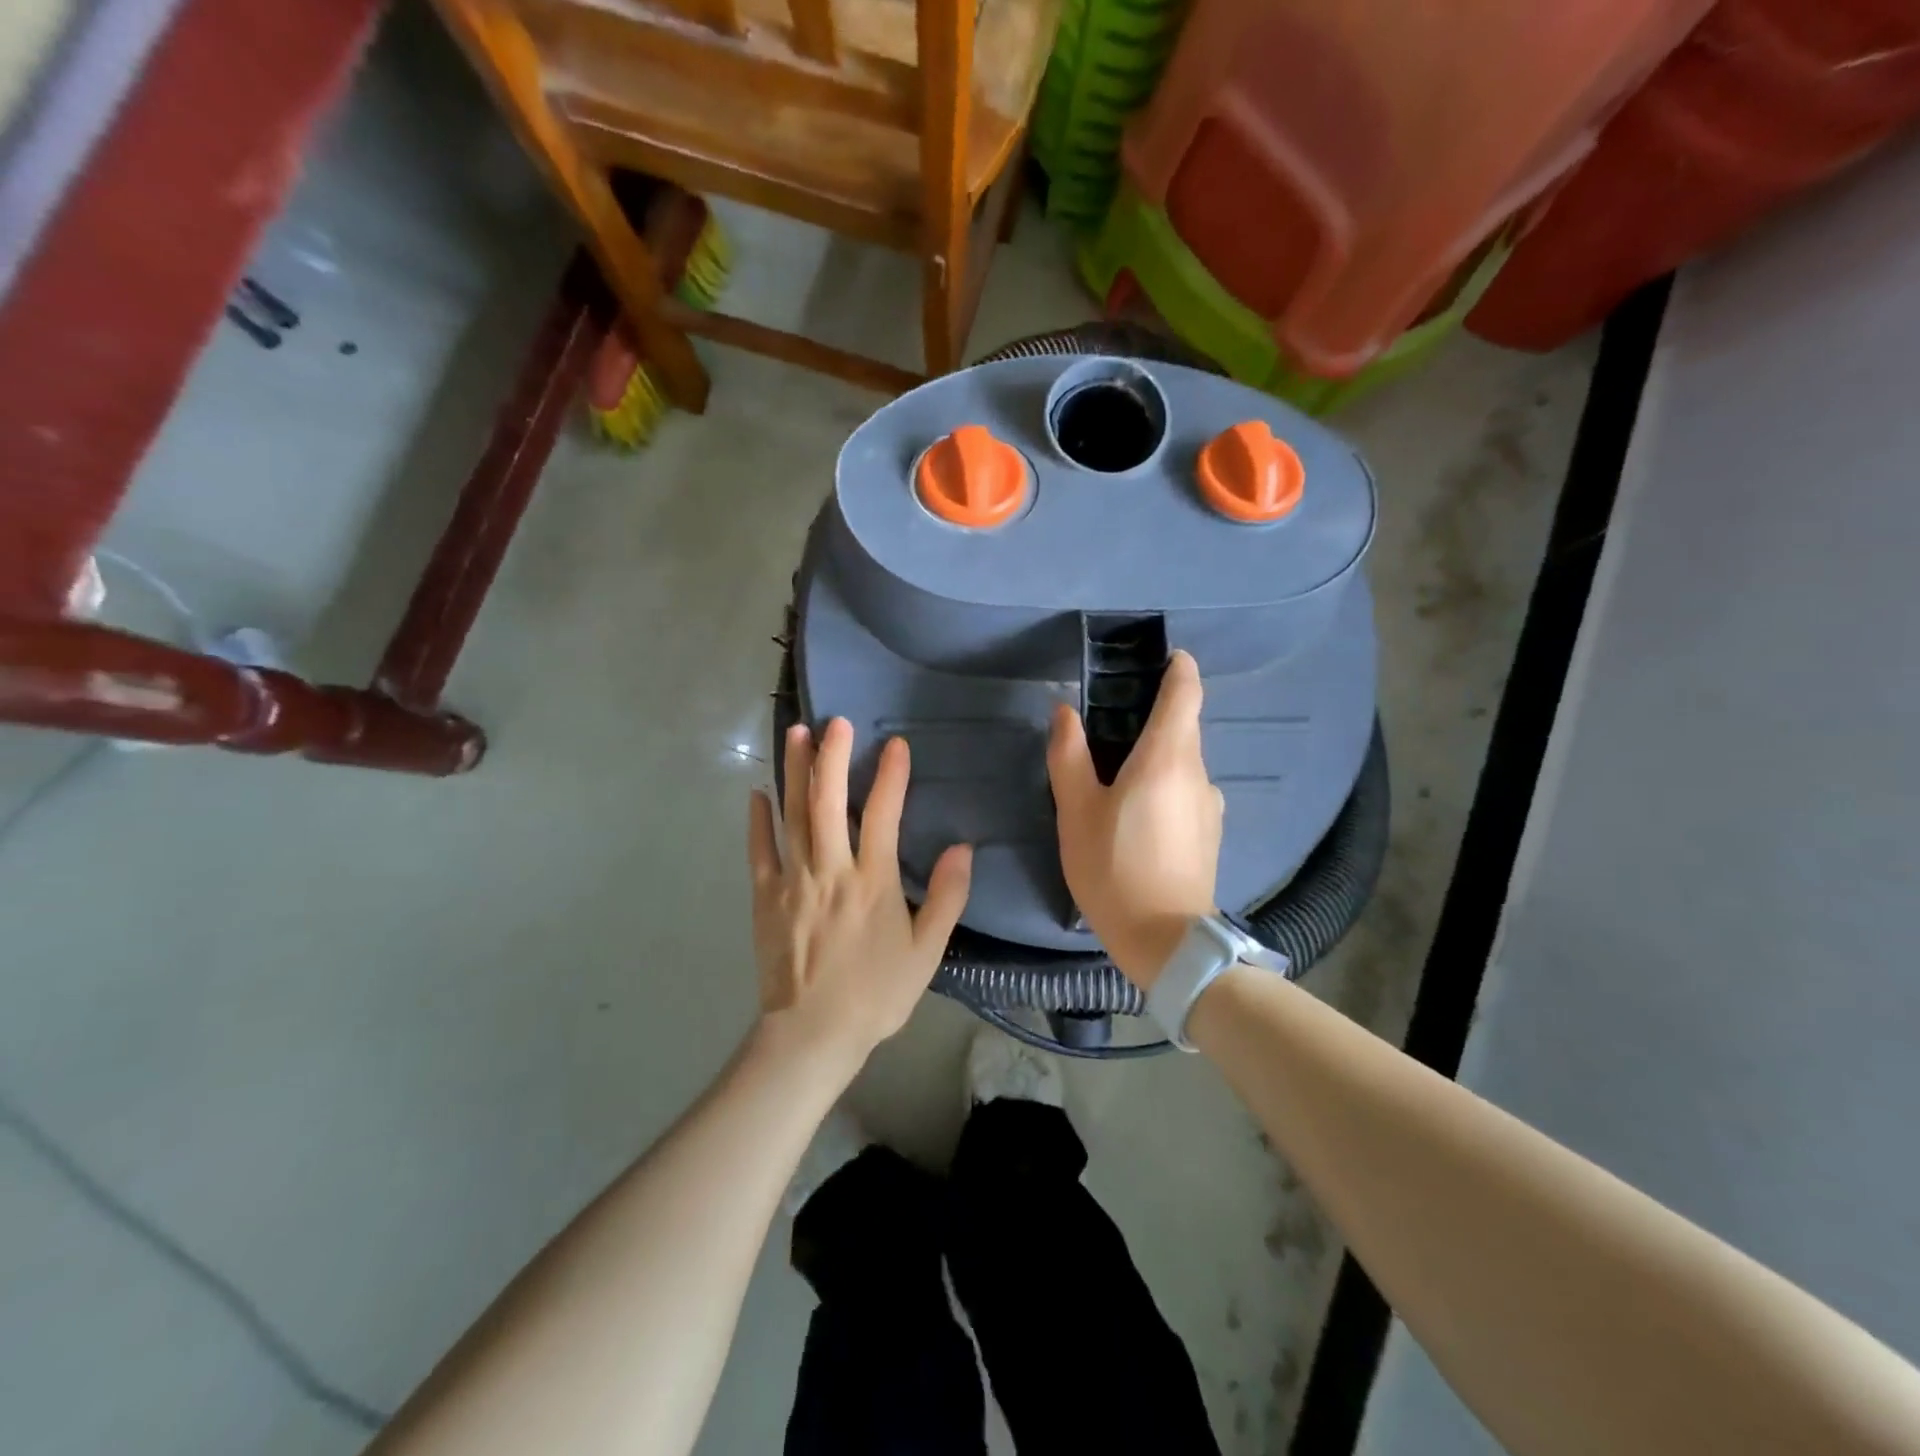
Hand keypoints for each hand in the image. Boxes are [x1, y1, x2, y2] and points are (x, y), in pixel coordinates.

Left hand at [748, 718, 972, 1072]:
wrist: (813, 1035)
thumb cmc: (876, 993)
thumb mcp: (927, 951)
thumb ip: (947, 897)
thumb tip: (963, 847)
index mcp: (872, 881)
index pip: (882, 814)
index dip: (890, 775)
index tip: (895, 743)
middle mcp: (831, 870)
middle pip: (828, 801)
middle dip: (831, 756)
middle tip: (835, 720)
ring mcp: (792, 880)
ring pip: (792, 815)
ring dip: (793, 771)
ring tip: (795, 733)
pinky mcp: (765, 897)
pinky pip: (759, 850)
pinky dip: (758, 820)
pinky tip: (758, 792)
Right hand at [1047, 650, 1222, 988]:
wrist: (1165, 940)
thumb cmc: (1113, 868)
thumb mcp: (1077, 811)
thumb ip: (1069, 755)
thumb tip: (1065, 712)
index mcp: (1167, 757)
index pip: (1185, 691)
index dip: (1178, 667)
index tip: (1163, 658)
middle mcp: (1198, 772)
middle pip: (1183, 726)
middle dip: (1154, 714)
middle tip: (1111, 723)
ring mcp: (1209, 804)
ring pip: (1183, 761)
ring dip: (1156, 755)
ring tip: (1117, 775)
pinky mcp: (1210, 832)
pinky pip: (1187, 790)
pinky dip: (1165, 784)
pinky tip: (1137, 814)